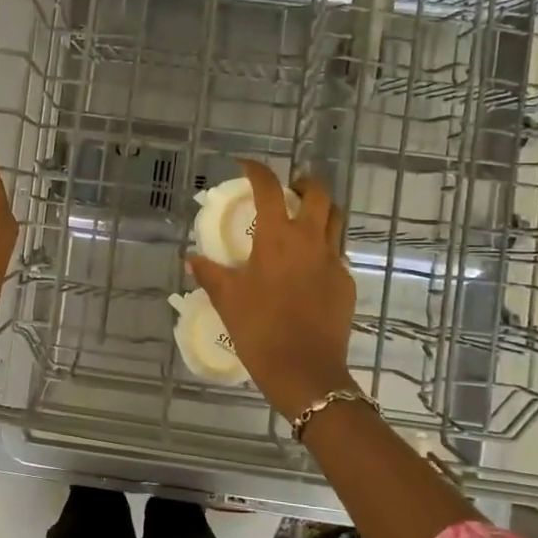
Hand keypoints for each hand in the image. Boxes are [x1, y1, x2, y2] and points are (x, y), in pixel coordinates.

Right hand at [188, 161, 357, 419]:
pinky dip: (323, 247)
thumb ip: (210, 274)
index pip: (269, 189)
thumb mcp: (227, 300)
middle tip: (289, 189)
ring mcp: (333, 261)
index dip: (257, 170)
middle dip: (303, 184)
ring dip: (321, 210)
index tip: (246, 165)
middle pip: (318, 194)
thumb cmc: (260, 330)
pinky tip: (308, 266)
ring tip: (304, 219)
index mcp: (277, 238)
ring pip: (336, 220)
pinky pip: (337, 253)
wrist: (305, 371)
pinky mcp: (346, 283)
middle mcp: (309, 241)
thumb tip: (191, 258)